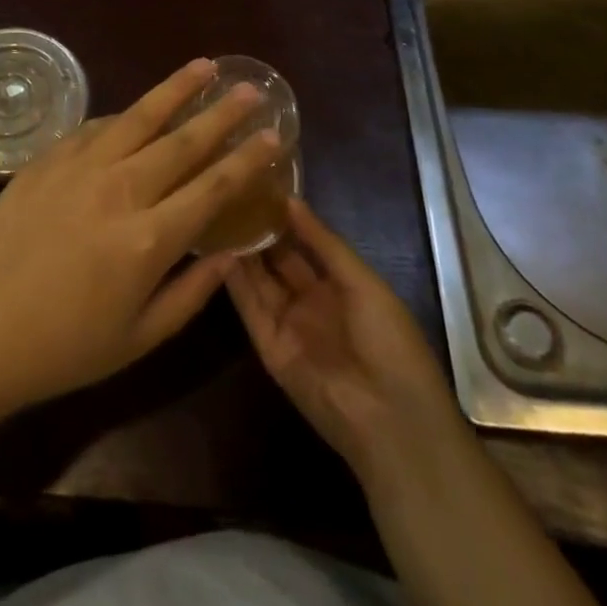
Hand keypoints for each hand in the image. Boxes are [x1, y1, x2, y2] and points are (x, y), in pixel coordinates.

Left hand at [0, 59, 284, 417]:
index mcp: (148, 239)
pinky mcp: (47, 158)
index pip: (214, 187)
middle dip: (222, 113)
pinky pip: (96, 127)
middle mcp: (121, 189)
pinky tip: (136, 111)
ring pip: (139, 116)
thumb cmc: (61, 347)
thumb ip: (190, 293)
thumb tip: (229, 252)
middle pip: (183, 140)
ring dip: (176, 89)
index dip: (249, 159)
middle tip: (251, 89)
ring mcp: (80, 167)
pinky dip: (123, 116)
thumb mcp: (138, 338)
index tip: (275, 134)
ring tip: (205, 67)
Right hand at [227, 197, 453, 491]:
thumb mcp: (363, 282)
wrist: (390, 419)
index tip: (257, 186)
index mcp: (341, 287)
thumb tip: (290, 200)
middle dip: (257, 232)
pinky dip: (234, 282)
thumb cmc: (390, 342)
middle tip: (228, 195)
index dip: (284, 219)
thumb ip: (323, 242)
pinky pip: (249, 309)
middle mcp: (311, 303)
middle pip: (277, 261)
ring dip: (240, 252)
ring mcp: (288, 325)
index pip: (304, 244)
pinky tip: (217, 250)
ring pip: (258, 281)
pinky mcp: (269, 348)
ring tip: (215, 213)